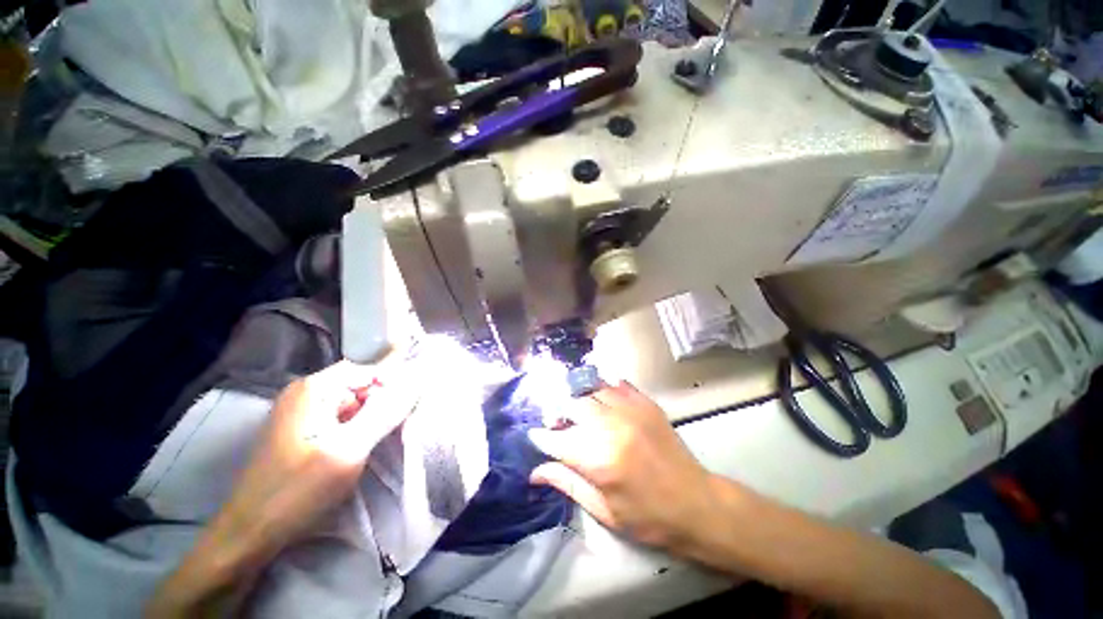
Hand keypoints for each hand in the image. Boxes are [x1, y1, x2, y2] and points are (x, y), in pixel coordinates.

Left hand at [211, 359, 417, 561]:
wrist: (249, 535)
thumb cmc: (297, 491)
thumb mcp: (349, 450)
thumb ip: (386, 412)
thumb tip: (420, 380)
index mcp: (315, 388)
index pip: (371, 370)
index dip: (393, 387)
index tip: (407, 411)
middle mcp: (307, 392)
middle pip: (362, 386)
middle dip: (382, 405)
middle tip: (391, 432)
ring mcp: (303, 412)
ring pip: (354, 404)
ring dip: (371, 419)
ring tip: (375, 444)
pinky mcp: (303, 431)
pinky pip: (342, 419)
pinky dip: (357, 430)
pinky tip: (359, 450)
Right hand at [528, 381, 716, 550]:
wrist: (696, 504)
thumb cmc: (648, 517)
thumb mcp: (603, 510)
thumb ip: (568, 483)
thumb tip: (535, 471)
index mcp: (600, 461)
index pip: (557, 439)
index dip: (542, 437)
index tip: (535, 436)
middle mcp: (612, 428)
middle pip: (573, 405)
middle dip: (558, 412)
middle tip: (558, 424)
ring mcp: (631, 411)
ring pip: (592, 388)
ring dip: (579, 397)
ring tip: (577, 410)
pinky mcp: (646, 404)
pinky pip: (617, 383)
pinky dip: (604, 387)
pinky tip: (601, 397)